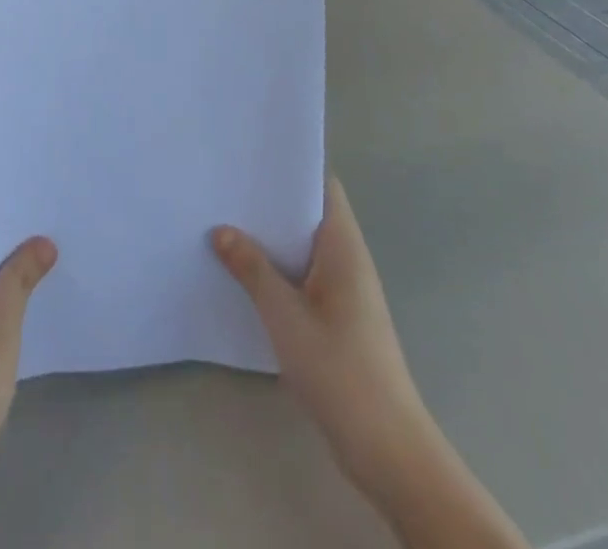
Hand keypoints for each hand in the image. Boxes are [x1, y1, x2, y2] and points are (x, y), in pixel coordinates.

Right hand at [213, 178, 421, 486]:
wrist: (387, 449)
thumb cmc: (339, 368)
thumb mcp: (284, 314)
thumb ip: (251, 268)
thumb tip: (221, 230)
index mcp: (343, 245)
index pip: (322, 185)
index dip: (290, 168)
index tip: (251, 157)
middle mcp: (348, 260)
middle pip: (308, 214)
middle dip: (270, 203)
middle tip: (225, 187)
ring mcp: (346, 291)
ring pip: (304, 248)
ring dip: (271, 239)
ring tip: (225, 222)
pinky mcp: (339, 319)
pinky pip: (304, 277)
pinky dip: (278, 269)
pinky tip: (244, 275)